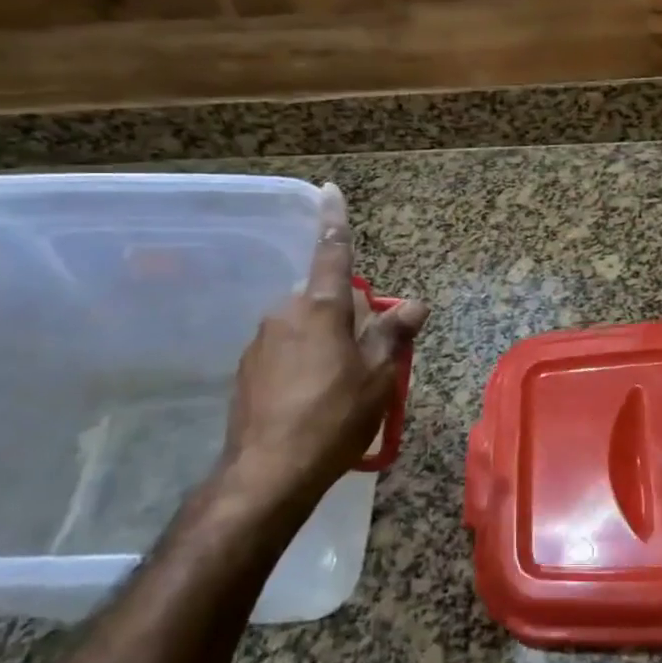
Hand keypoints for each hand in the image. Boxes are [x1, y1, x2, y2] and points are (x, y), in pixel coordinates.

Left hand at [215, 183, 427, 514]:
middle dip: (347, 316)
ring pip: (304, 326)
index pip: (332, 253)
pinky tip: (311, 400)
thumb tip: (415, 303)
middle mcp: (285, 314)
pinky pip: (285, 350)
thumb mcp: (378, 377)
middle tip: (367, 357)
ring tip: (341, 387)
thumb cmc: (333, 417)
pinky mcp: (246, 368)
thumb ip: (393, 333)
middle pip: (324, 299)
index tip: (329, 189)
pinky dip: (302, 361)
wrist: (268, 473)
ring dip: (325, 341)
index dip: (335, 221)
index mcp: (320, 309)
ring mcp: (261, 341)